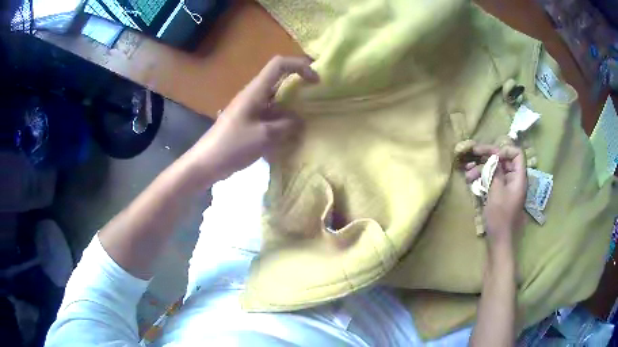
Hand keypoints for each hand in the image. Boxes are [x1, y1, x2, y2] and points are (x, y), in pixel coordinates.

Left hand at [186, 56, 318, 183]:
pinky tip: (289, 137)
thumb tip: (300, 121)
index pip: (279, 65)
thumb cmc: (233, 145)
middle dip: (299, 86)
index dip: (299, 66)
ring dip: (292, 108)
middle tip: (316, 100)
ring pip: (276, 100)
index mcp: (255, 91)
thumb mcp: (264, 136)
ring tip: (306, 123)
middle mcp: (254, 95)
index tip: (316, 81)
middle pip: (279, 81)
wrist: (206, 162)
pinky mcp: (248, 122)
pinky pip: (270, 115)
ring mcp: (250, 109)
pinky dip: (282, 122)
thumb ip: (286, 126)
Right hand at [464, 145, 526, 247]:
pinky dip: (483, 178)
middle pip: (504, 160)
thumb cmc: (500, 217)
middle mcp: (514, 180)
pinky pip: (493, 180)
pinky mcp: (500, 194)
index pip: (517, 154)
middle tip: (473, 153)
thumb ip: (496, 172)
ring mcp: (507, 187)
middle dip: (488, 156)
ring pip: (496, 170)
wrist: (499, 241)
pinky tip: (471, 181)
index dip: (504, 150)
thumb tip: (493, 157)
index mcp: (519, 178)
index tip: (492, 154)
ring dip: (482, 169)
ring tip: (467, 174)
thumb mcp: (496, 192)